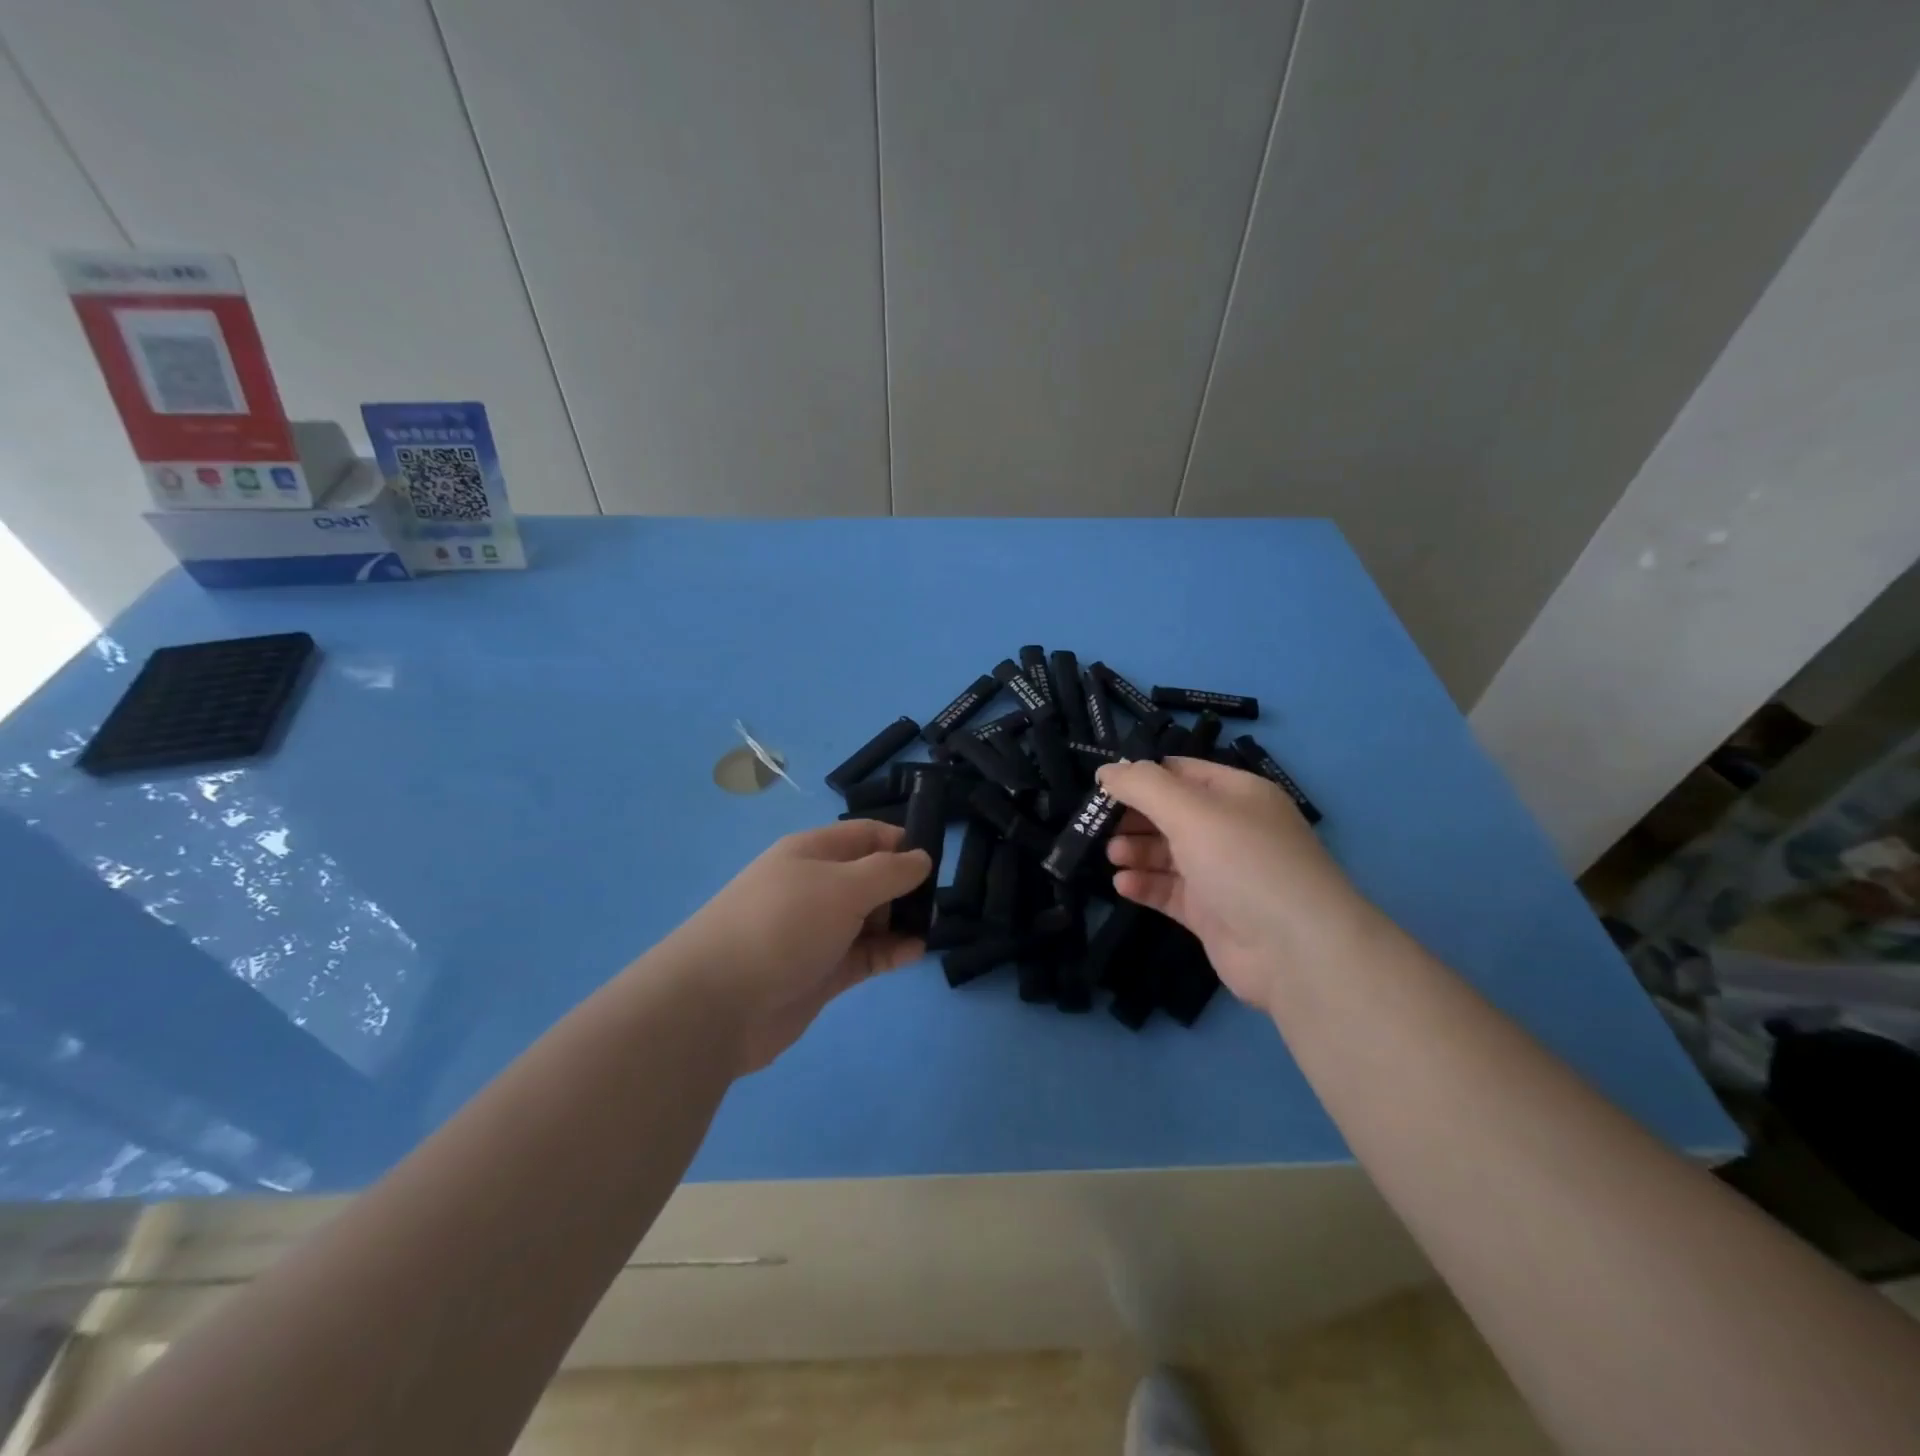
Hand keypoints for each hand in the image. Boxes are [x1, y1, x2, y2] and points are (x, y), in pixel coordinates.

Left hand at [662, 820, 931, 1073]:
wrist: (717, 1003)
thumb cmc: (783, 925)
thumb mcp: (843, 886)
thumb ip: (889, 871)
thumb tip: (922, 858)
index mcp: (812, 853)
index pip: (865, 836)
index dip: (901, 842)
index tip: (936, 860)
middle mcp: (815, 887)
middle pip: (870, 878)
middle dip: (905, 886)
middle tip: (938, 901)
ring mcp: (817, 932)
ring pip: (870, 919)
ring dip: (901, 922)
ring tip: (931, 929)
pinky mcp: (820, 972)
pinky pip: (864, 955)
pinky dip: (890, 953)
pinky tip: (914, 953)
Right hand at [1097, 757, 1378, 1014]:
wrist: (1296, 951)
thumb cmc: (1244, 863)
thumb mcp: (1191, 811)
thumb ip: (1143, 786)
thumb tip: (1106, 770)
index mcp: (1237, 795)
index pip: (1180, 773)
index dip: (1141, 776)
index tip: (1101, 786)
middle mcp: (1231, 830)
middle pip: (1170, 814)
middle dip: (1133, 816)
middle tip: (1096, 825)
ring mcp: (1221, 874)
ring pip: (1167, 853)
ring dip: (1136, 850)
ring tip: (1112, 856)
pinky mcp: (1211, 913)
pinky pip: (1170, 891)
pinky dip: (1145, 885)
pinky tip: (1123, 885)